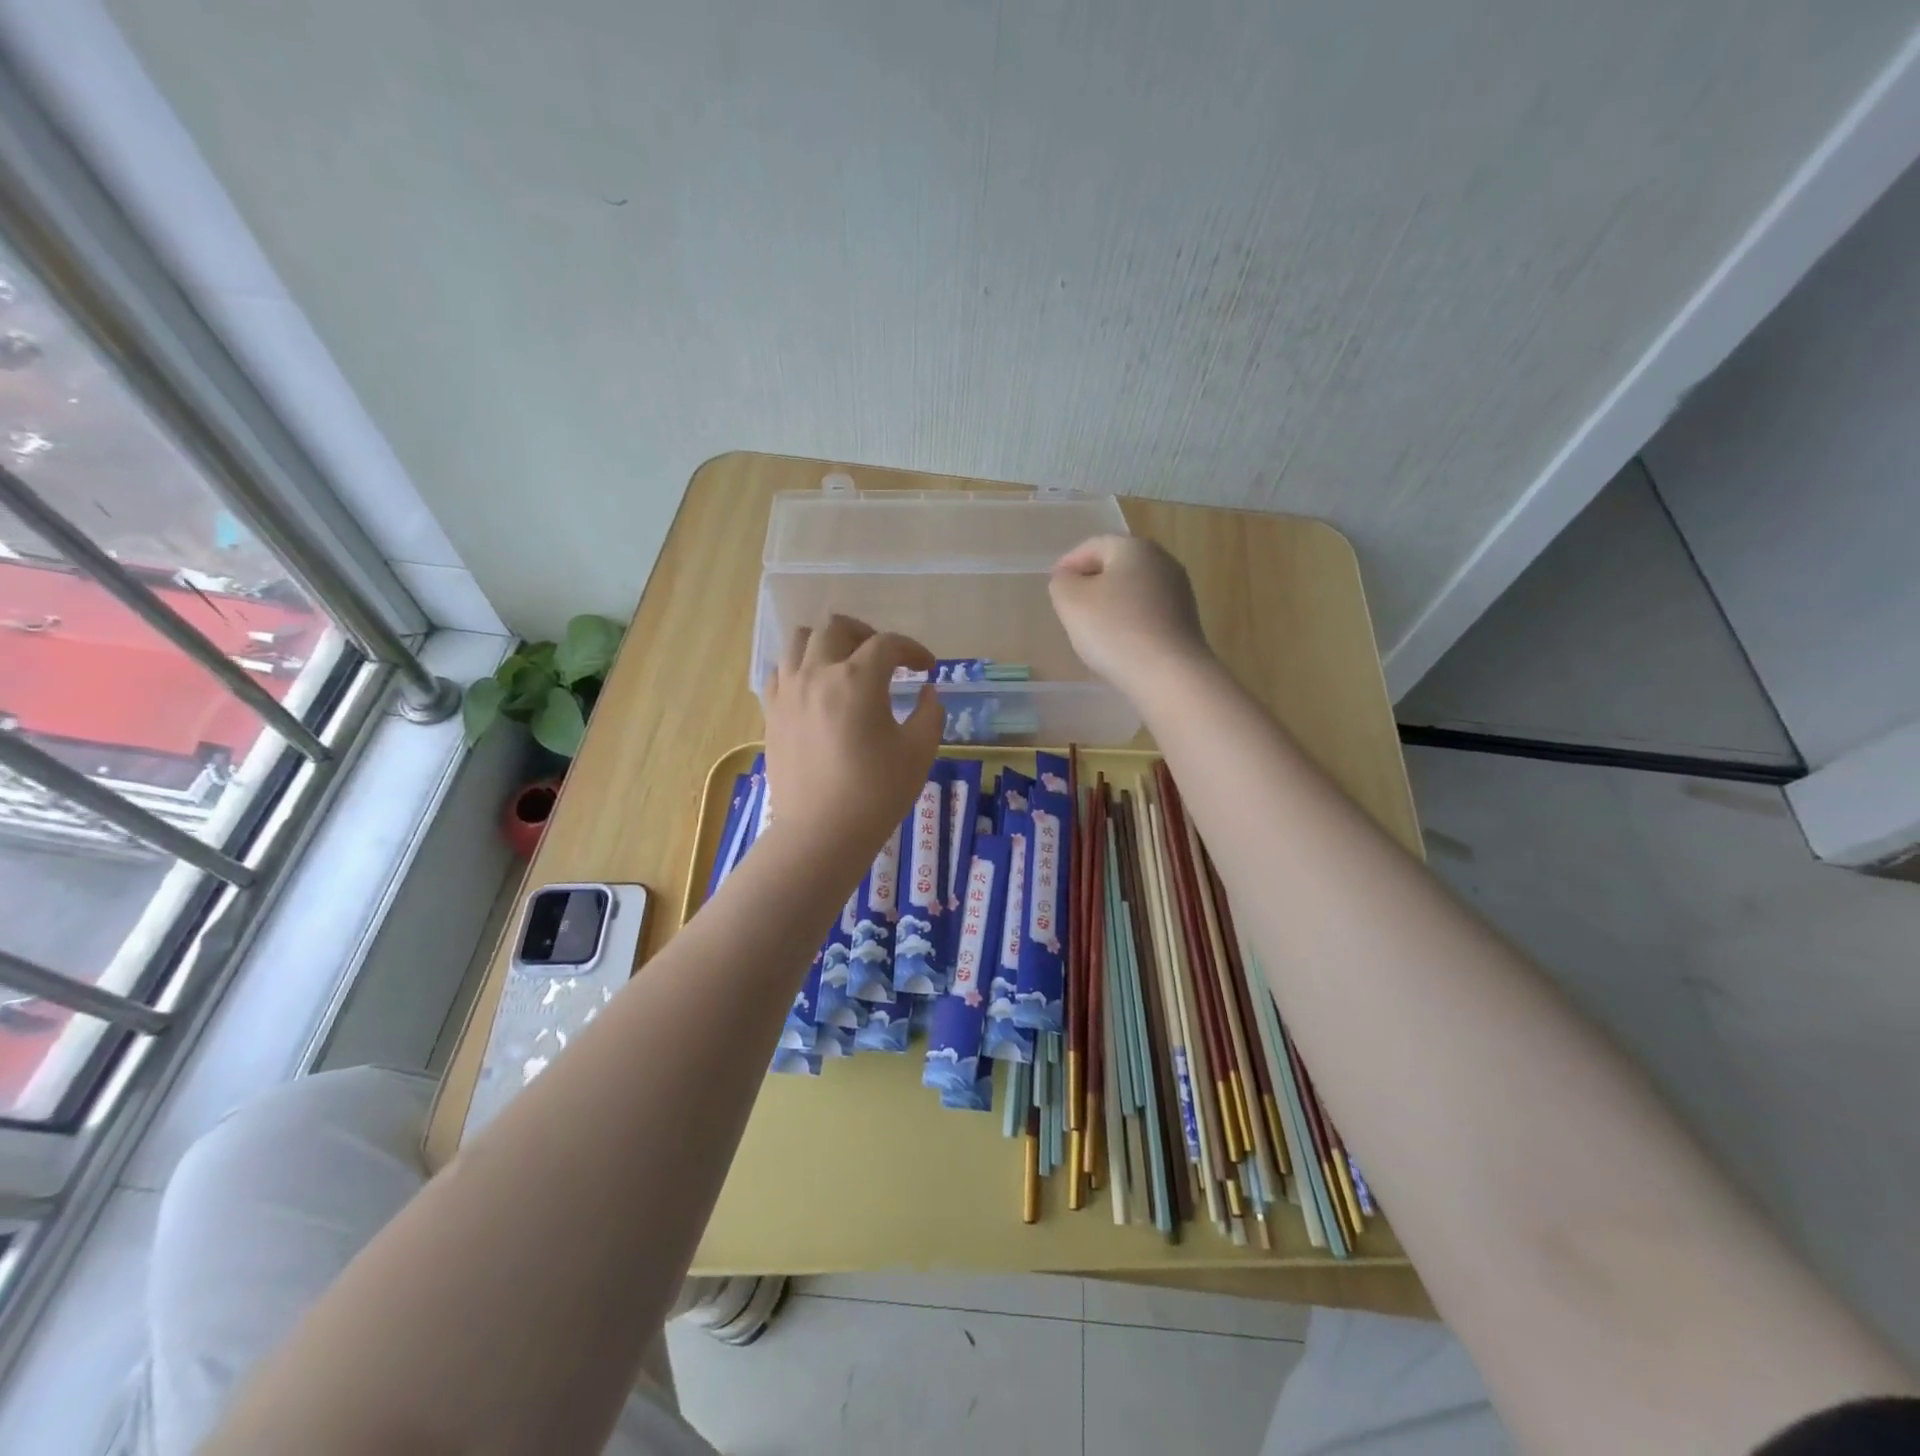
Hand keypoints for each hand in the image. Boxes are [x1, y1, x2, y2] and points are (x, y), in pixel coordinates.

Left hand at [763, 615, 943, 862]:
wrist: (821, 833)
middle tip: (886, 659)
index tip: (926, 668)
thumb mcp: (919, 752)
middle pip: (837, 627)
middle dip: (867, 635)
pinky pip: (780, 671)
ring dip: (829, 643)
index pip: (888, 644)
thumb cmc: (876, 793)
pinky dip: (800, 667)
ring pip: (800, 640)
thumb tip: (926, 692)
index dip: (913, 650)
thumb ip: (930, 713)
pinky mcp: (772, 712)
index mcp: (857, 680)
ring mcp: (788, 691)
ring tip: (846, 664)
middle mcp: (817, 674)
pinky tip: (815, 688)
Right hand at [1049, 535, 1212, 697]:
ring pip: (1134, 590)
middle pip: (1117, 566)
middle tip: (1071, 606)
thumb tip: (1069, 580)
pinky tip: (1119, 643)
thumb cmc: (1114, 630)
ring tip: (1092, 629)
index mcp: (1134, 547)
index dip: (1068, 563)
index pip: (1093, 545)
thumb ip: (1062, 583)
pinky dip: (1130, 621)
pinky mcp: (1186, 621)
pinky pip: (1148, 613)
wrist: (1169, 674)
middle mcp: (1162, 561)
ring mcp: (1179, 591)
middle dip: (1092, 582)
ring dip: (1112, 603)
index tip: (1054, 585)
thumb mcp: (1070, 601)